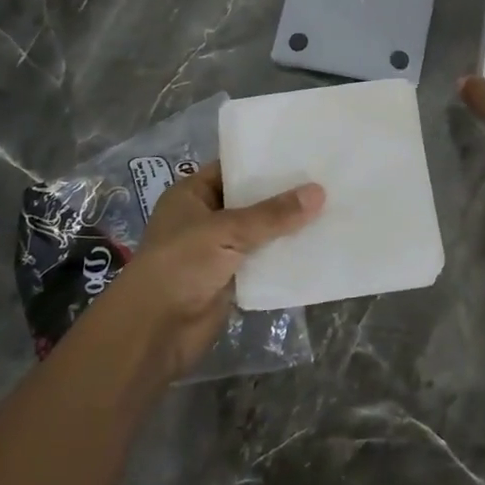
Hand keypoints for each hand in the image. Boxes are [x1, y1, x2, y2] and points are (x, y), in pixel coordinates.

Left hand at [86, 163, 323, 379]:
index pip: (233, 168)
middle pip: (250, 200)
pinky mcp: (230, 279)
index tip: (303, 152)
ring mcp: (217, 250)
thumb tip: (319, 192)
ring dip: (287, 227)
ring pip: (260, 232)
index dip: (265, 161)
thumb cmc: (181, 265)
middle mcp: (204, 218)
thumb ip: (273, 214)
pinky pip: (263, 261)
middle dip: (283, 195)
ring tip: (331, 207)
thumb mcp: (227, 230)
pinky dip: (284, 256)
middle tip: (326, 179)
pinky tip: (317, 245)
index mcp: (192, 194)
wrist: (154, 332)